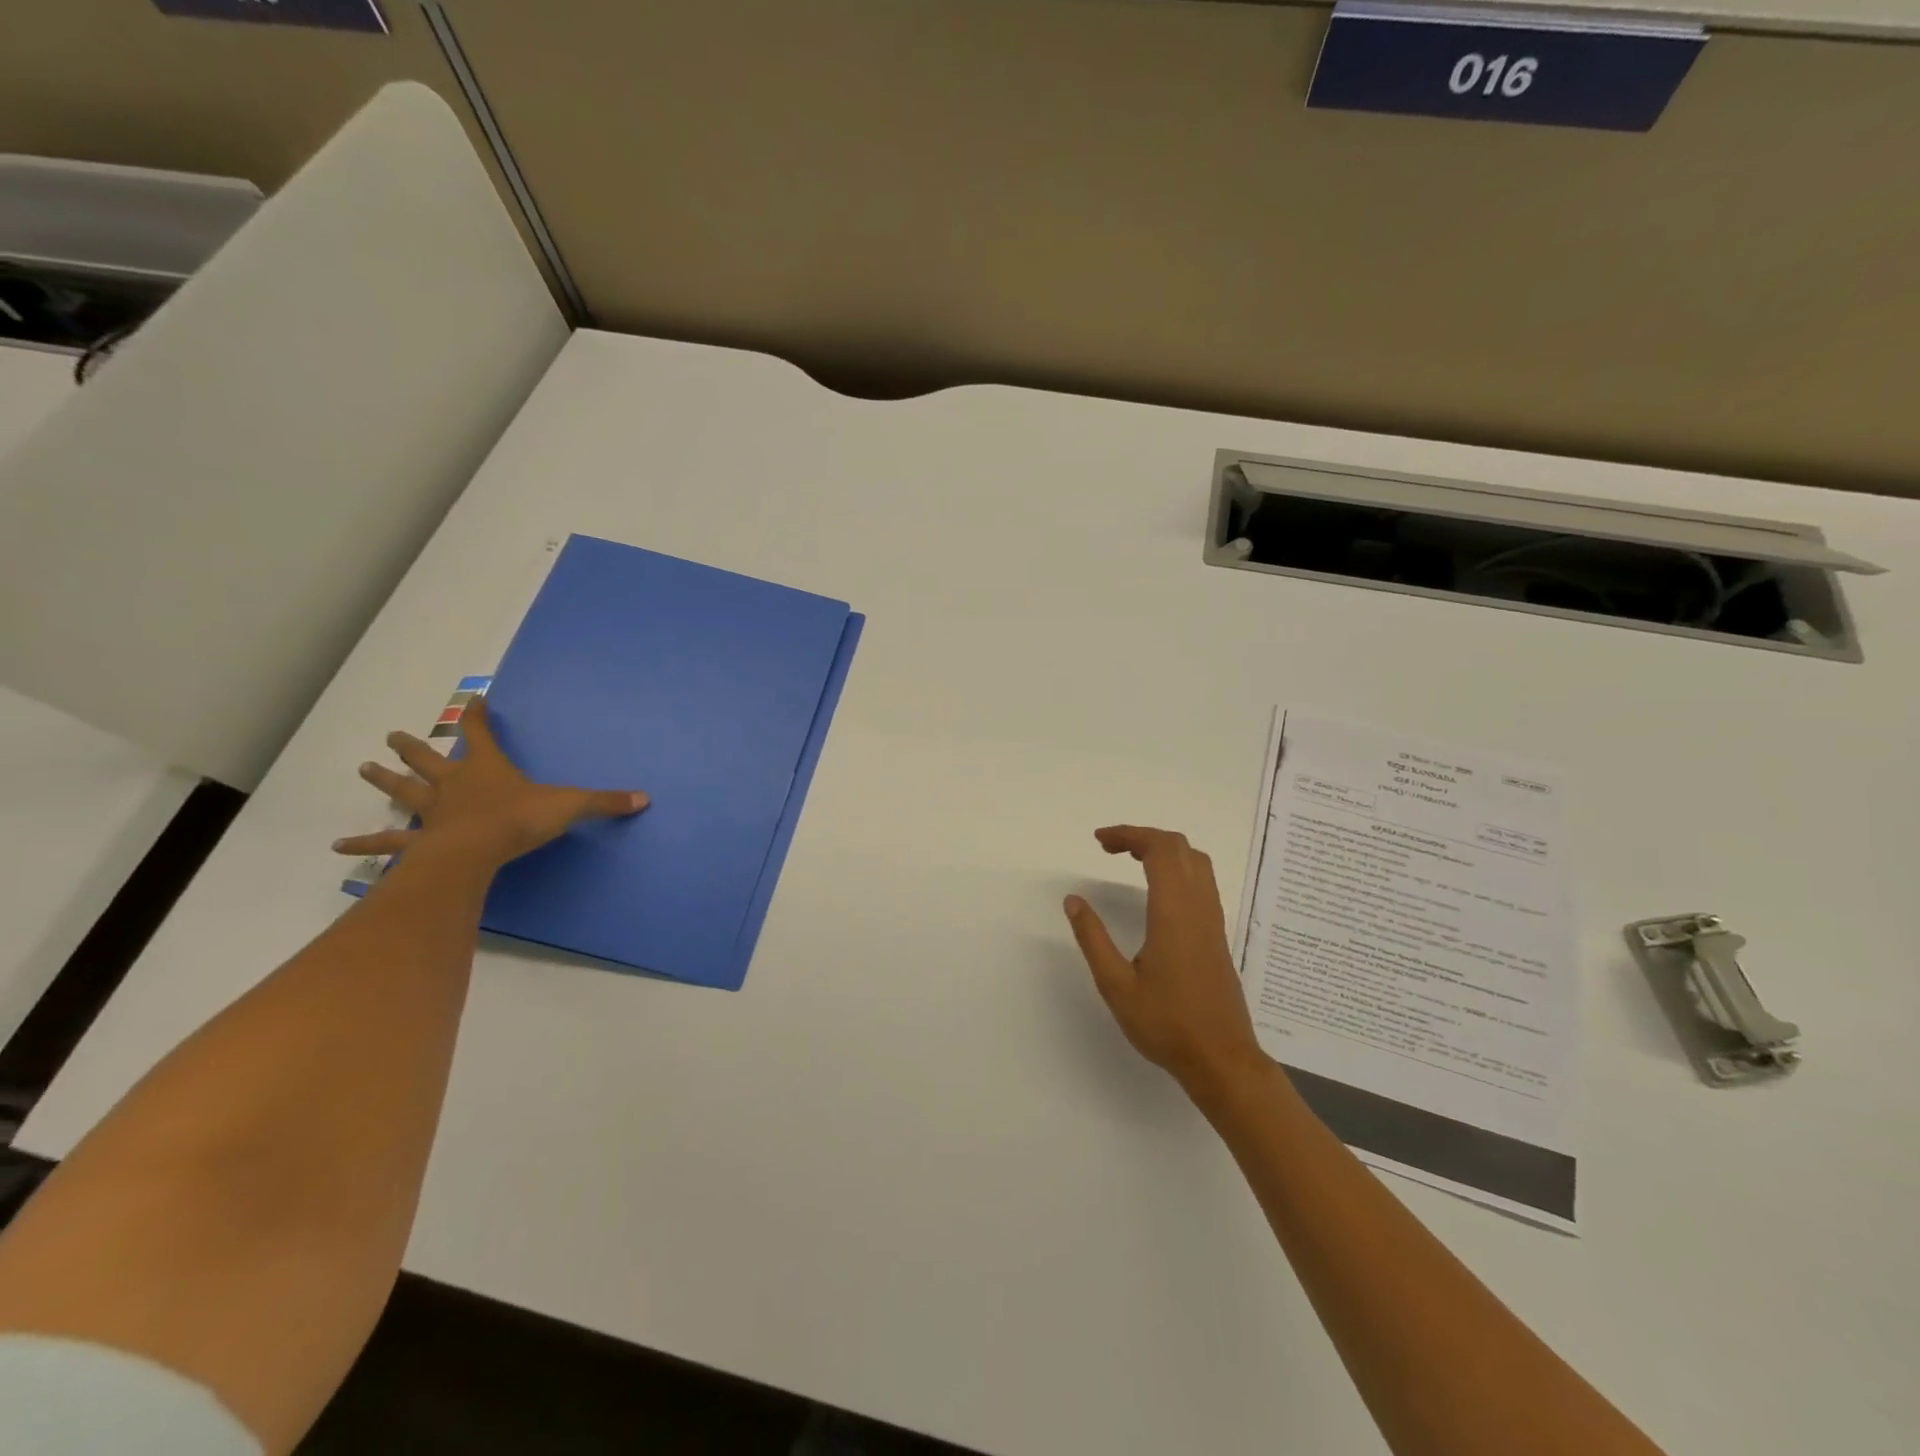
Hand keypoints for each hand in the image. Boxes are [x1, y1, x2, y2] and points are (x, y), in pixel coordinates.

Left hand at [332, 697, 647, 869]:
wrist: (476, 850)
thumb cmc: (520, 820)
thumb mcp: (570, 806)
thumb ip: (604, 802)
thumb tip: (644, 798)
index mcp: (487, 769)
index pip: (482, 734)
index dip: (480, 717)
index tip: (475, 701)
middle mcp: (454, 784)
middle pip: (429, 760)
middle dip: (413, 748)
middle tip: (392, 736)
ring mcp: (432, 813)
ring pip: (404, 793)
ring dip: (384, 781)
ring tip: (362, 769)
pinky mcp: (419, 842)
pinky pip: (390, 843)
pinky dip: (367, 845)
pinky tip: (340, 848)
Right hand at [1064, 826, 1266, 1098]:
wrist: (1221, 1059)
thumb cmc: (1166, 1024)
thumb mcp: (1116, 985)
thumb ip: (1092, 938)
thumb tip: (1073, 900)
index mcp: (1174, 913)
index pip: (1159, 850)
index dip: (1129, 834)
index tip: (1099, 841)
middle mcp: (1198, 908)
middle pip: (1179, 847)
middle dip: (1143, 836)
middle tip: (1108, 848)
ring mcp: (1212, 920)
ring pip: (1196, 862)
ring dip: (1163, 850)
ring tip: (1130, 859)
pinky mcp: (1217, 935)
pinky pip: (1201, 882)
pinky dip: (1177, 868)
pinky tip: (1155, 890)